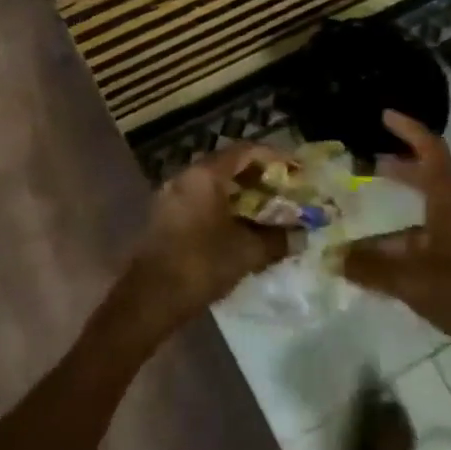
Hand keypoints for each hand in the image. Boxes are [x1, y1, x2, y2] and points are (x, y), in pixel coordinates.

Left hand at [118, 142, 289, 344]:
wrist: (148, 299)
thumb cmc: (200, 265)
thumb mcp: (247, 252)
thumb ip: (277, 239)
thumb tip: (301, 236)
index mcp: (205, 175)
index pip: (245, 150)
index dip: (274, 157)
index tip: (296, 169)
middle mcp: (185, 177)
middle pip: (228, 165)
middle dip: (259, 176)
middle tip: (284, 191)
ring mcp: (171, 197)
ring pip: (213, 185)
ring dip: (241, 194)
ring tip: (267, 211)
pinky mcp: (165, 218)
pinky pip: (200, 201)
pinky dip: (223, 207)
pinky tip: (240, 228)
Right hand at [342, 110, 450, 378]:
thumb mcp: (411, 279)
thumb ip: (370, 269)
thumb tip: (332, 258)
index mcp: (449, 203)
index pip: (431, 152)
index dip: (409, 130)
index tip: (385, 116)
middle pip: (426, 180)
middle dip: (397, 171)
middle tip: (365, 166)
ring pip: (422, 219)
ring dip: (393, 220)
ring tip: (357, 233)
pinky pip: (426, 246)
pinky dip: (402, 249)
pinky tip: (380, 269)